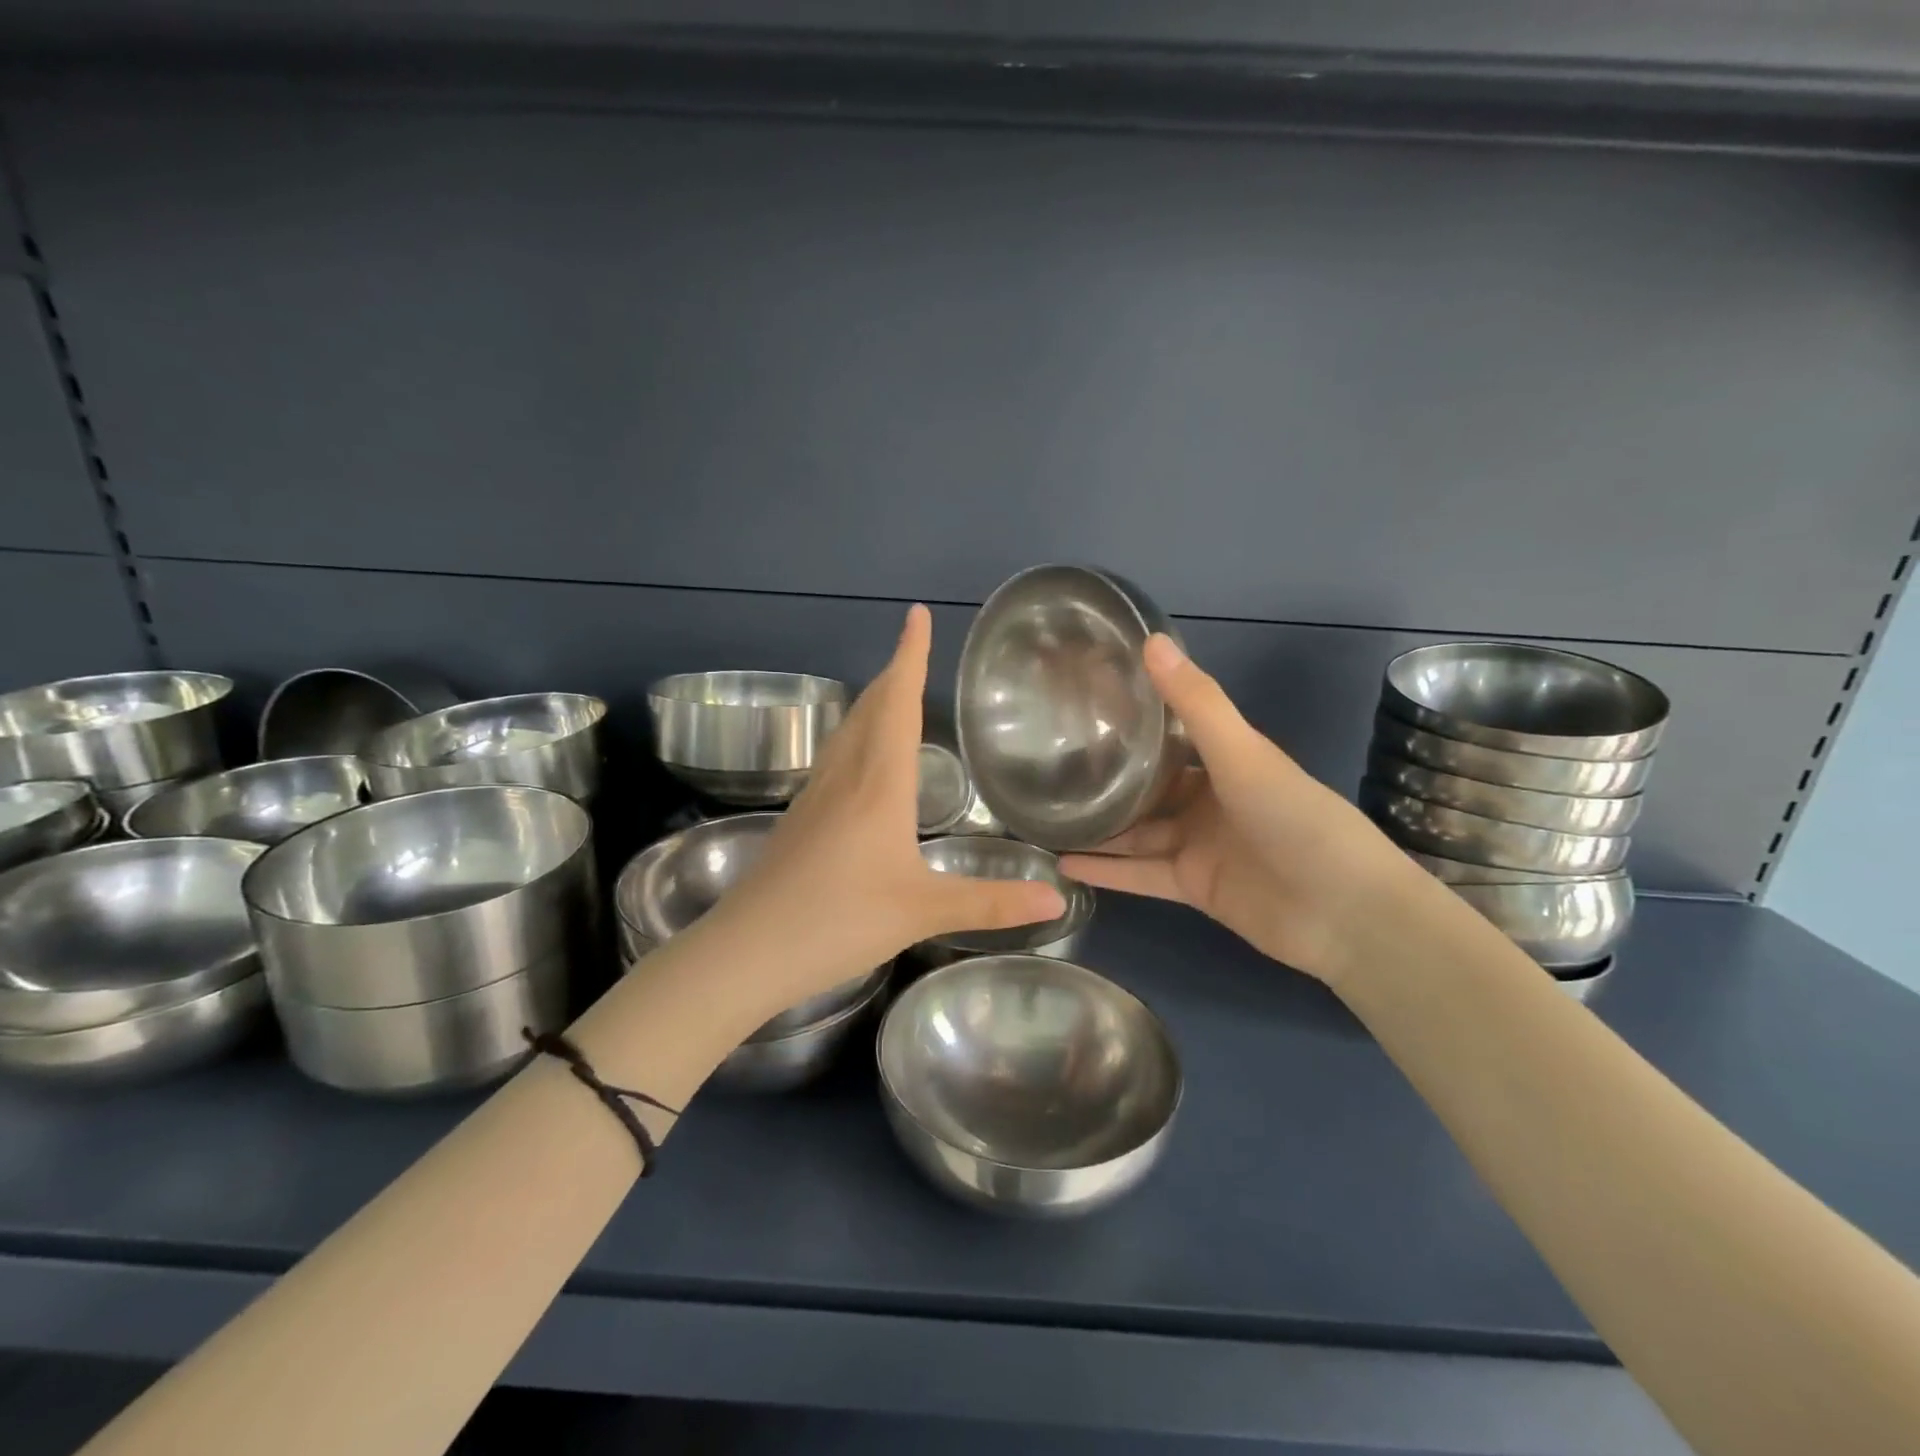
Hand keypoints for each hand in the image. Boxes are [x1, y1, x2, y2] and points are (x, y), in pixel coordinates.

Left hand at [704, 605, 1065, 1022]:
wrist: (749, 950)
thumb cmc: (839, 920)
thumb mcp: (923, 911)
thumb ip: (991, 902)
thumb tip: (1056, 898)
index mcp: (879, 782)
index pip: (898, 702)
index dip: (910, 656)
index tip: (917, 615)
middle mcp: (845, 775)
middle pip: (870, 706)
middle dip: (895, 671)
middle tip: (916, 647)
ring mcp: (815, 794)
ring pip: (848, 729)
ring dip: (873, 701)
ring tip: (895, 691)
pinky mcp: (800, 816)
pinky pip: (835, 756)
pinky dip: (857, 735)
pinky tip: (863, 759)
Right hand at [1060, 635, 1412, 985]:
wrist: (1344, 913)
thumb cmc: (1297, 819)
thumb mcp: (1242, 754)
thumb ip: (1195, 702)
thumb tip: (1151, 639)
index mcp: (1225, 761)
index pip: (1168, 734)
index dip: (1129, 720)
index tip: (1079, 706)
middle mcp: (1207, 800)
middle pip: (1146, 786)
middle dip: (1104, 778)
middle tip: (1046, 764)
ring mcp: (1198, 846)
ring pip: (1136, 832)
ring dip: (1097, 827)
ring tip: (1042, 815)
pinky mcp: (1192, 887)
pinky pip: (1139, 874)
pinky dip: (1106, 871)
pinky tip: (1062, 863)